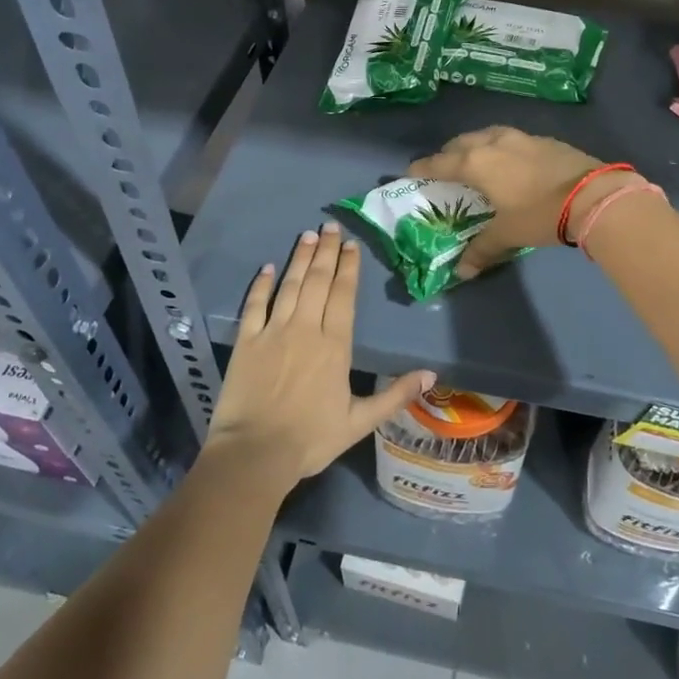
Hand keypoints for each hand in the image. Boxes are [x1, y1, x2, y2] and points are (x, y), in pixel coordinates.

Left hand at [205, 223, 434, 485]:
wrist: (255, 453)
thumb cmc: (311, 439)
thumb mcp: (360, 422)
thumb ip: (395, 395)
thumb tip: (431, 374)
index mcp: (334, 345)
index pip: (343, 295)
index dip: (348, 267)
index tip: (351, 245)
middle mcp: (306, 329)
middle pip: (318, 281)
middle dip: (327, 251)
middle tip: (331, 226)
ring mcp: (273, 332)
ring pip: (290, 285)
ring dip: (300, 259)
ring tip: (308, 235)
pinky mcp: (246, 341)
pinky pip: (255, 305)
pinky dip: (261, 284)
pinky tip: (268, 268)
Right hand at [409, 127, 631, 278]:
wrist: (593, 196)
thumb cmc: (540, 213)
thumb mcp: (508, 233)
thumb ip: (482, 249)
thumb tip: (462, 272)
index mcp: (477, 162)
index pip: (440, 162)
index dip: (423, 168)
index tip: (411, 172)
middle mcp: (495, 143)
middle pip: (462, 142)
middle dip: (449, 153)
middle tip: (445, 167)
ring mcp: (522, 137)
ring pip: (488, 135)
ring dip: (476, 145)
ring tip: (476, 160)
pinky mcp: (546, 140)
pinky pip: (513, 139)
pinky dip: (502, 148)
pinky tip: (511, 162)